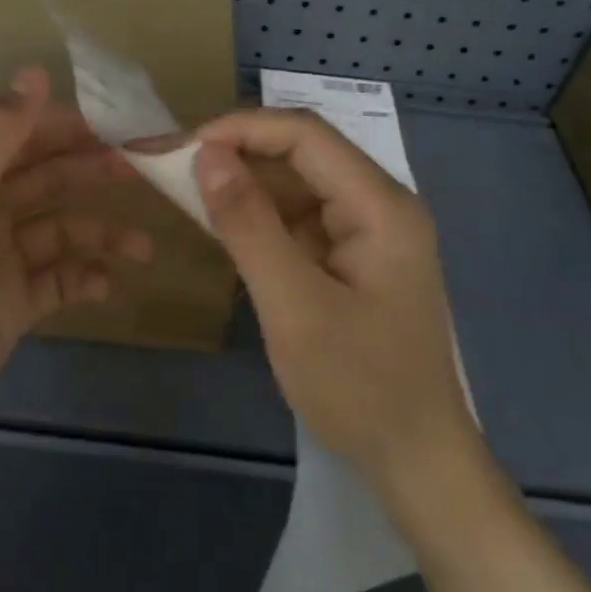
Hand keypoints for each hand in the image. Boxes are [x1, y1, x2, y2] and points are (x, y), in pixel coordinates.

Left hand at [0, 67, 150, 461]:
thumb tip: (35, 71)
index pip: (23, 136)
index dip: (70, 128)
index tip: (122, 126)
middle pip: (46, 180)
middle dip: (93, 173)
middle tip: (145, 173)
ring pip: (59, 232)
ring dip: (100, 234)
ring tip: (142, 248)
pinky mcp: (10, 305)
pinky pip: (57, 281)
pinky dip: (83, 279)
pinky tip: (107, 286)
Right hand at [192, 110, 476, 486]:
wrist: (416, 462)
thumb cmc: (359, 387)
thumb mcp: (293, 306)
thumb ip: (249, 225)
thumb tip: (206, 154)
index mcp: (381, 206)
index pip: (305, 135)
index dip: (241, 129)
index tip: (183, 148)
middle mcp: (379, 204)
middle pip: (302, 153)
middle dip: (238, 152)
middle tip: (174, 165)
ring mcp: (367, 230)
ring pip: (296, 183)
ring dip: (244, 183)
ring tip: (188, 189)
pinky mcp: (352, 256)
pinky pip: (298, 217)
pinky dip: (258, 216)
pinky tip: (224, 223)